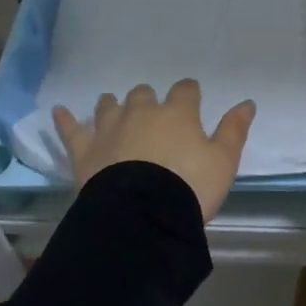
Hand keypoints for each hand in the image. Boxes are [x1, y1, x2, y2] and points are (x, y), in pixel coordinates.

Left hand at [52, 80, 255, 221]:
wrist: (143, 215)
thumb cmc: (189, 187)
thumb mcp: (223, 162)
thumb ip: (234, 130)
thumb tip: (248, 102)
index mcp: (178, 113)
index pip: (186, 90)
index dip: (189, 93)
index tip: (192, 100)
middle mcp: (142, 112)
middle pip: (144, 94)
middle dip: (149, 99)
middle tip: (152, 114)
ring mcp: (110, 128)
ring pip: (109, 106)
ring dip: (113, 105)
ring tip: (113, 106)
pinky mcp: (85, 150)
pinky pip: (71, 130)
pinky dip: (65, 120)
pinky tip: (58, 111)